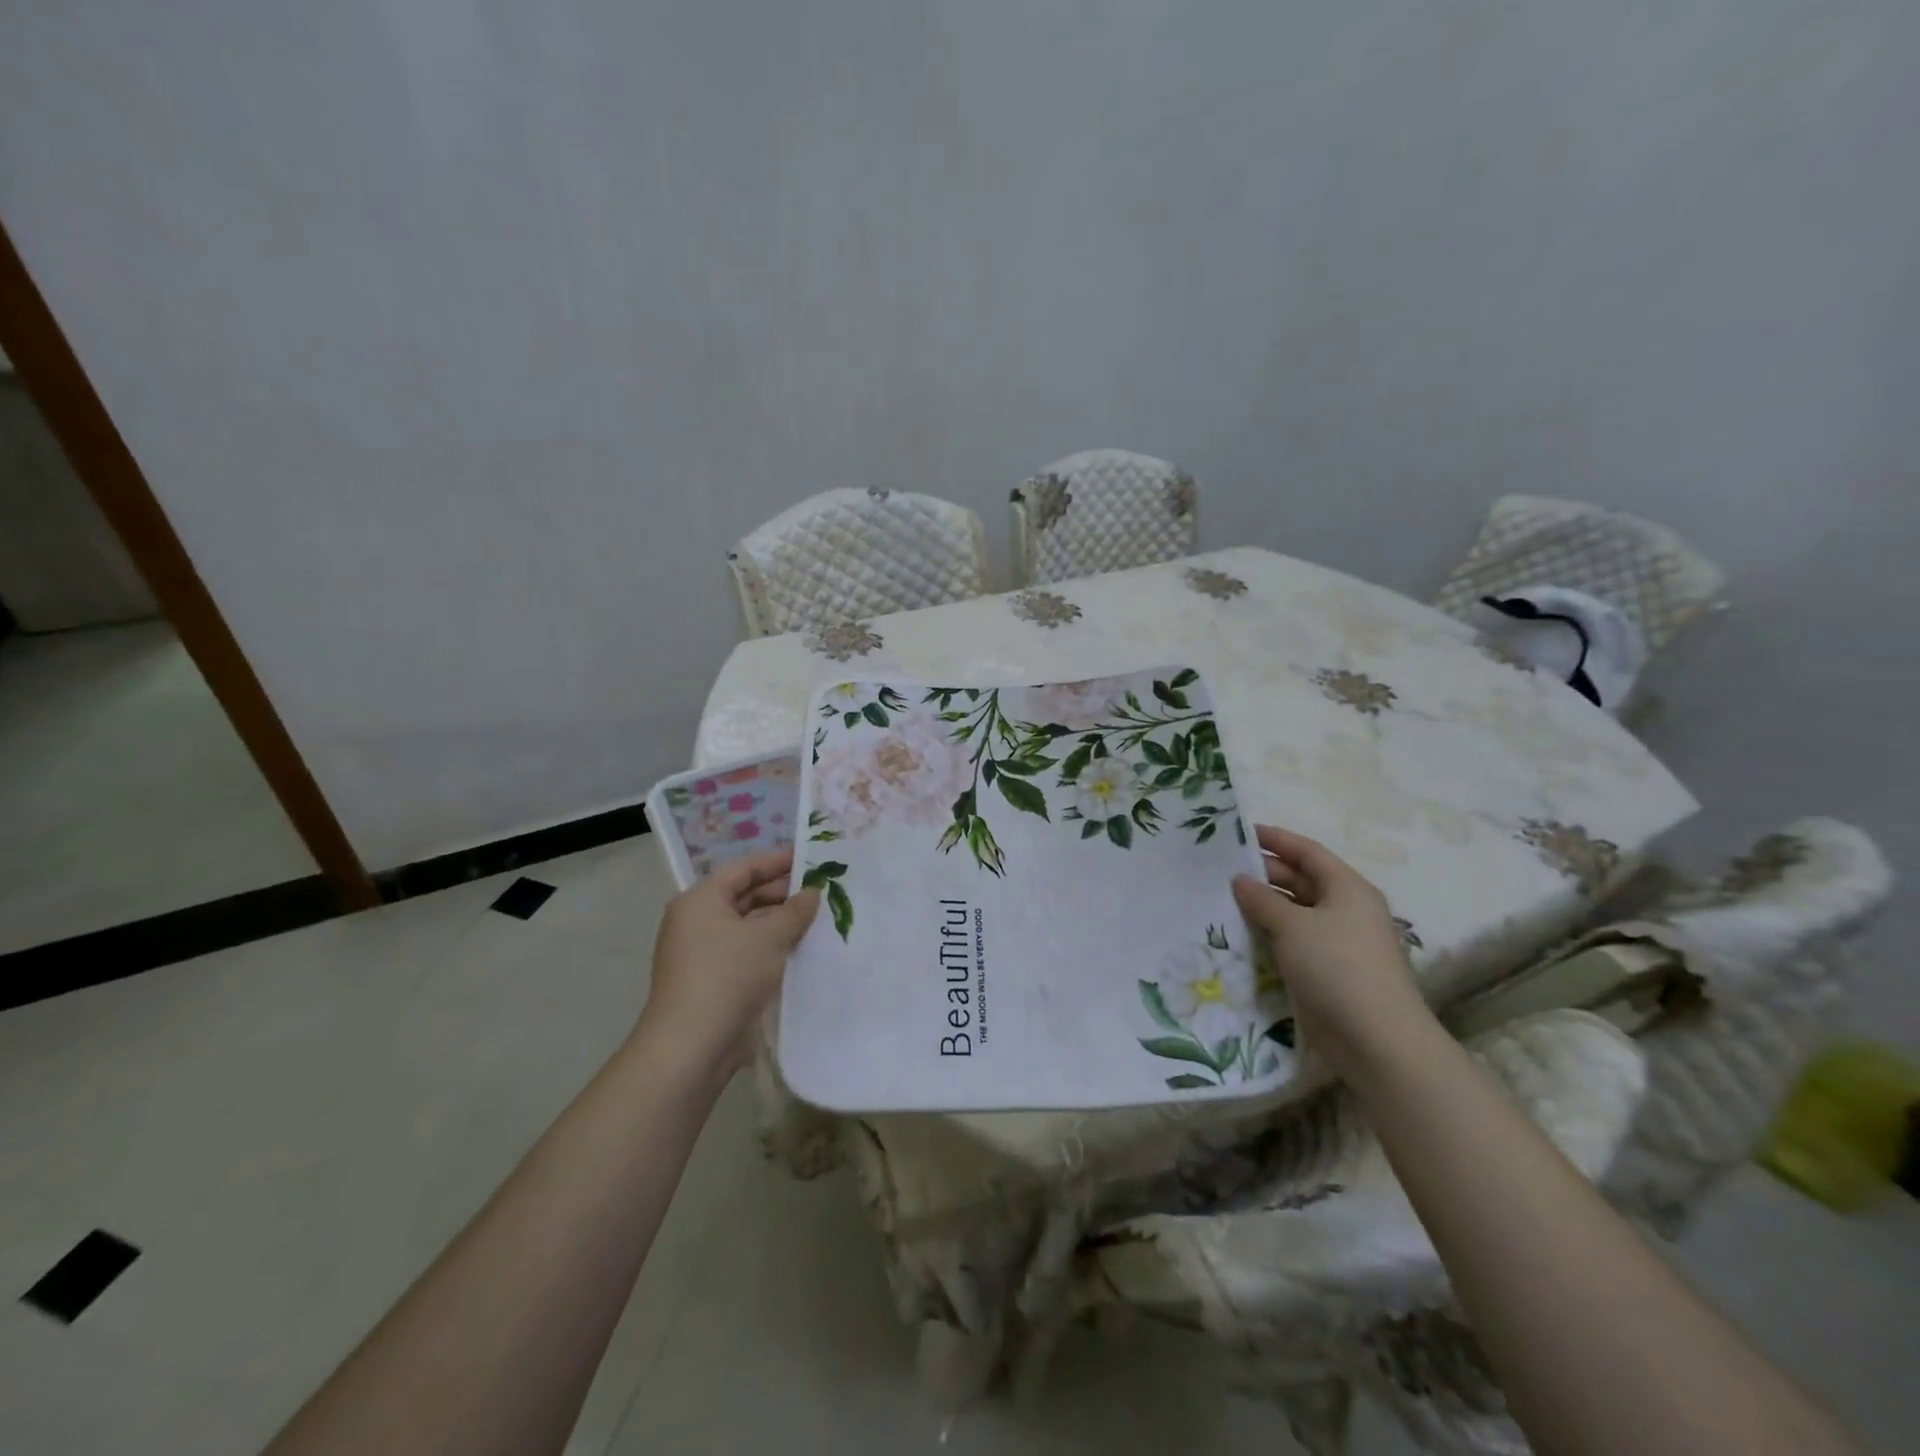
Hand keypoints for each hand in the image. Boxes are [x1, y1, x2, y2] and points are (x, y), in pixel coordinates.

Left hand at [639, 849, 818, 1078]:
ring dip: (779, 923)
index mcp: (701, 900)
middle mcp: (696, 921)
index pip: (744, 869)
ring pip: (747, 926)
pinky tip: (800, 950)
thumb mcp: (769, 936)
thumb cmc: (728, 975)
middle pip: (744, 896)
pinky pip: (745, 952)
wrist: (692, 1045)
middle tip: (821, 891)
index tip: (810, 859)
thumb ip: (794, 910)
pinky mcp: (711, 981)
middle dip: (782, 893)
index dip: (778, 862)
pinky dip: (770, 947)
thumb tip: (812, 893)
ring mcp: (701, 953)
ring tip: (817, 920)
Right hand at [1232, 824, 1435, 1076]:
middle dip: (1264, 873)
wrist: (1376, 1039)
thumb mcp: (1293, 925)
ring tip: (1223, 900)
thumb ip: (1262, 899)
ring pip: (1296, 912)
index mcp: (1348, 888)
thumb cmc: (1337, 967)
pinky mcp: (1329, 970)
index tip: (1240, 833)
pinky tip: (1241, 934)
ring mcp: (1339, 941)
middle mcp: (1346, 909)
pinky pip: (1294, 940)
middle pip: (1302, 880)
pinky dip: (1270, 934)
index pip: (1308, 852)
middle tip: (1222, 869)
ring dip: (1264, 906)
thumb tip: (1240, 880)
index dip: (1276, 839)